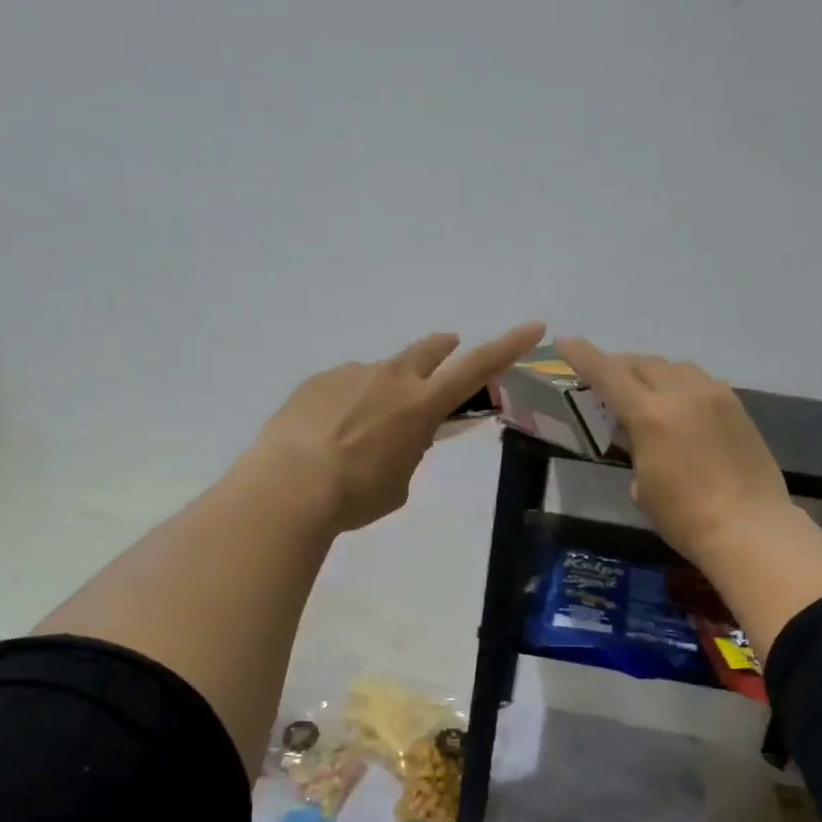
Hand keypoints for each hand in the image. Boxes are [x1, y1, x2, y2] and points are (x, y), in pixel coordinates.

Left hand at [254, 322, 545, 533]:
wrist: (289, 487)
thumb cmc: (356, 495)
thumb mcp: (399, 482)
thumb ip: (409, 450)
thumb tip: (400, 434)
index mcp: (422, 404)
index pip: (477, 368)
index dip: (508, 347)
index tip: (533, 326)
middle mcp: (390, 378)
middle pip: (428, 350)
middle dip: (443, 350)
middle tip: (447, 351)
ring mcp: (350, 374)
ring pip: (380, 372)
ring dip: (385, 388)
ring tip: (365, 426)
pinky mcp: (316, 381)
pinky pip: (343, 385)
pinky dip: (347, 401)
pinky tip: (328, 430)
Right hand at [556, 337, 793, 565]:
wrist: (750, 528)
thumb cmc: (684, 517)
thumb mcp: (642, 487)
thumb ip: (635, 450)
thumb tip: (641, 440)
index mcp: (651, 415)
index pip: (608, 374)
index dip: (583, 356)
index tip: (565, 341)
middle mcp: (683, 393)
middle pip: (644, 363)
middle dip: (620, 366)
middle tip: (607, 381)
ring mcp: (715, 396)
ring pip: (675, 368)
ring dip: (653, 374)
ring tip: (644, 393)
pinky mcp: (738, 408)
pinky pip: (701, 383)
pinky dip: (681, 387)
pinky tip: (680, 408)